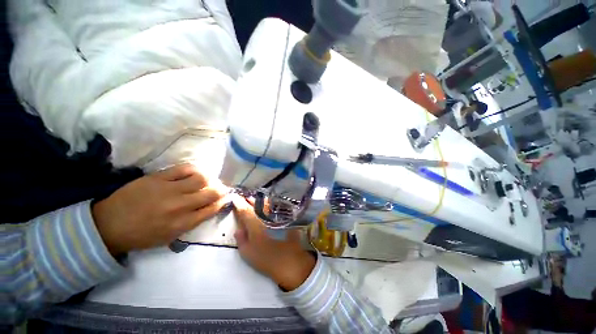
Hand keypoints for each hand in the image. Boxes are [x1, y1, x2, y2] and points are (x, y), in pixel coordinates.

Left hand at [93, 164, 228, 254]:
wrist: (109, 225)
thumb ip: (193, 222)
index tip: (224, 198)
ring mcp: (168, 190)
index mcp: (183, 223)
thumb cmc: (142, 235)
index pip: (213, 208)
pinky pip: (184, 168)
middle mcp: (180, 206)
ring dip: (209, 179)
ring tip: (207, 181)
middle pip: (211, 193)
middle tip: (220, 189)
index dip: (222, 202)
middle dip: (221, 190)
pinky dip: (194, 170)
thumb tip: (211, 207)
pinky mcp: (158, 177)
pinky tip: (194, 173)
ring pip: (201, 178)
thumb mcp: (170, 236)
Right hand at [232, 196, 315, 290]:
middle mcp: (266, 216)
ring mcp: (277, 216)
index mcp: (255, 224)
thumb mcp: (248, 253)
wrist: (291, 260)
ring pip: (267, 204)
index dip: (239, 204)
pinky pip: (277, 207)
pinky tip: (269, 204)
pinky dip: (271, 204)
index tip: (235, 198)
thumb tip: (238, 230)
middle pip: (256, 205)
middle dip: (250, 200)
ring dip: (260, 201)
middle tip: (245, 197)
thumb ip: (241, 240)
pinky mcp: (286, 218)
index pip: (245, 211)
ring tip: (255, 199)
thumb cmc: (267, 259)